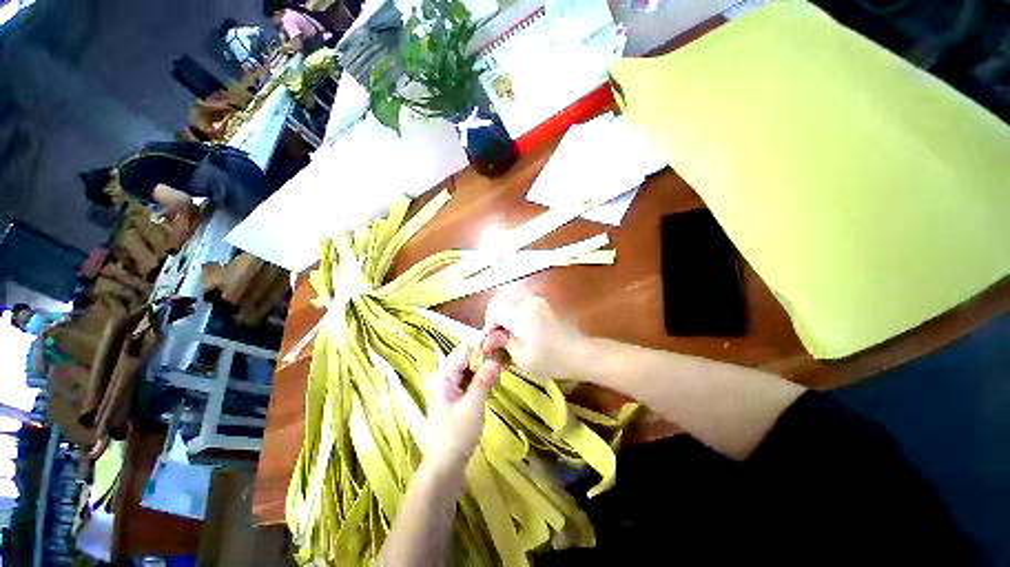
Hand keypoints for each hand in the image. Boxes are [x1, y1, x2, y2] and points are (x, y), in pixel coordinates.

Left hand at [424, 332, 506, 472]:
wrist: (445, 467)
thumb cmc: (457, 436)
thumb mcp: (472, 407)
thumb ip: (483, 381)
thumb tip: (495, 360)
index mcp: (443, 379)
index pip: (461, 353)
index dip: (479, 350)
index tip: (497, 350)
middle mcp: (444, 380)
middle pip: (464, 360)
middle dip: (482, 359)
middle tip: (501, 361)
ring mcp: (449, 390)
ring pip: (468, 371)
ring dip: (482, 369)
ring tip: (499, 369)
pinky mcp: (456, 399)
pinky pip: (469, 381)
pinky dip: (480, 379)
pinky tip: (491, 381)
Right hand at [483, 292, 585, 380]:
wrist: (582, 353)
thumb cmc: (553, 360)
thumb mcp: (523, 358)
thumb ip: (503, 343)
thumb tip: (489, 338)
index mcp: (522, 314)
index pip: (494, 309)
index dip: (488, 325)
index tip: (490, 342)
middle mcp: (528, 301)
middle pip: (500, 300)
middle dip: (493, 317)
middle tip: (495, 336)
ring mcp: (537, 300)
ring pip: (510, 298)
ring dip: (503, 312)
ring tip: (505, 332)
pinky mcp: (543, 303)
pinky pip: (520, 300)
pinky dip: (513, 310)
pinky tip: (516, 327)